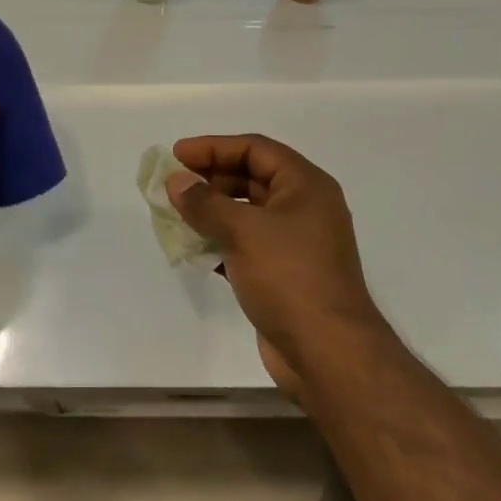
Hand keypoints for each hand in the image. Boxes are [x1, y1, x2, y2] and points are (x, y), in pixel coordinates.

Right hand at [165, 134, 384, 396]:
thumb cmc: (289, 277)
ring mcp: (295, 242)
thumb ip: (205, 202)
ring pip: (246, 213)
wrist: (327, 353)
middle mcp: (304, 207)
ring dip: (211, 211)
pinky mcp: (283, 273)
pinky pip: (246, 243)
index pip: (255, 149)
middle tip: (172, 185)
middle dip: (210, 178)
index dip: (214, 147)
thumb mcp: (243, 231)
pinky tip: (193, 249)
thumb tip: (176, 181)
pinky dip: (220, 241)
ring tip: (175, 214)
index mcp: (306, 185)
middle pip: (251, 177)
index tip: (177, 155)